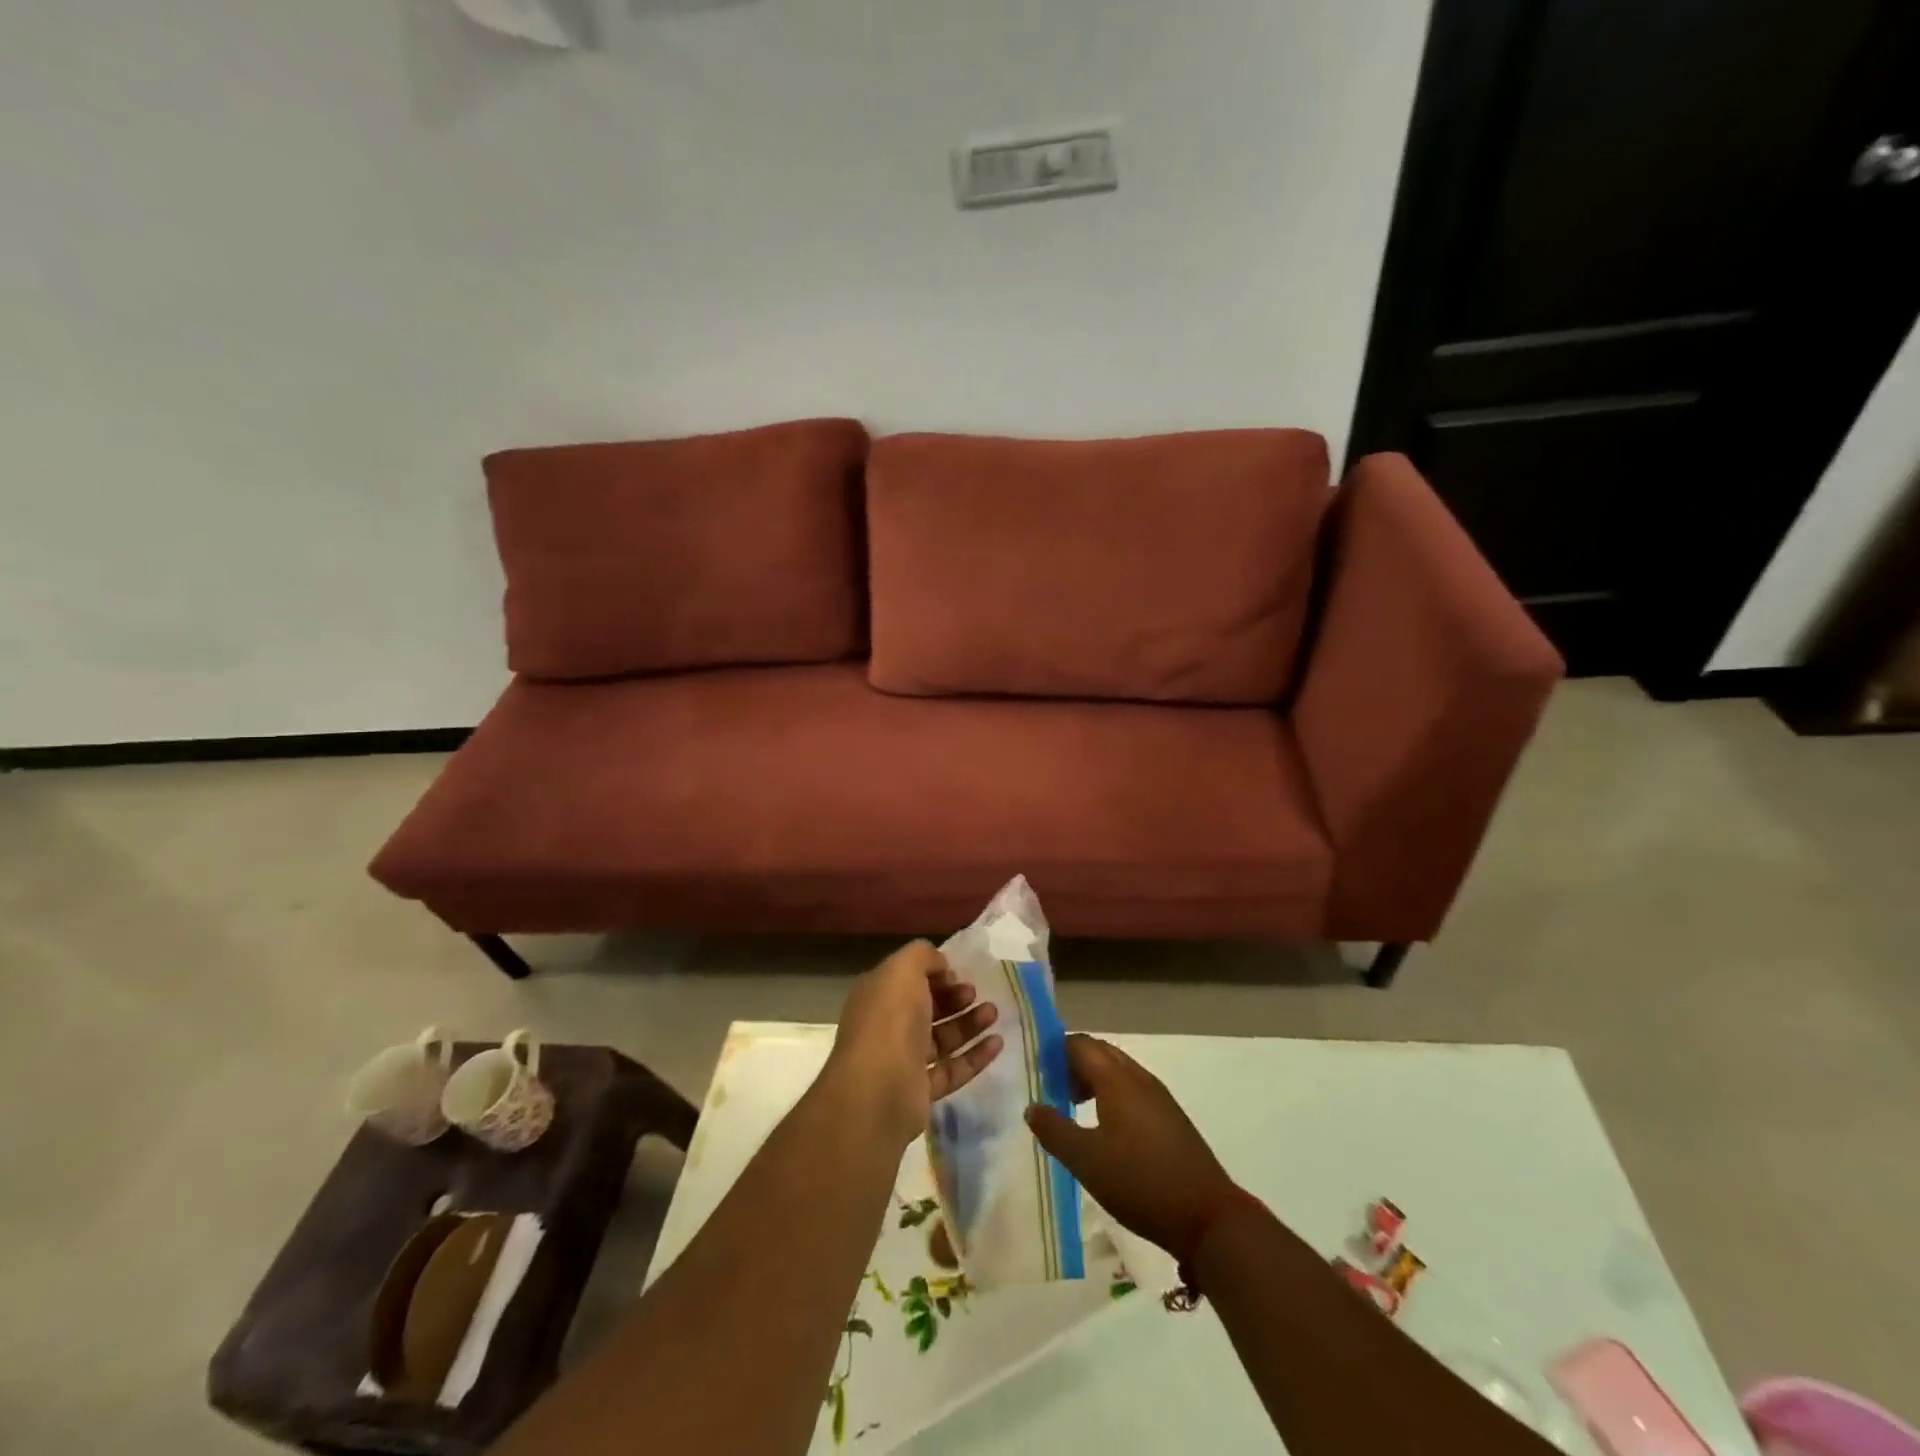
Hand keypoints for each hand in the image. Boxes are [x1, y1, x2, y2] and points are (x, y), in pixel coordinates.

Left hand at [824, 940, 1002, 1148]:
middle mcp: (887, 1026)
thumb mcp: (904, 969)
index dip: (933, 973)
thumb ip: (924, 956)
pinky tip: (997, 1044)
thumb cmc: (890, 1018)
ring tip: (994, 1013)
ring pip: (941, 1038)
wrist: (878, 1089)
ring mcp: (903, 1061)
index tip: (957, 973)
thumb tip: (941, 966)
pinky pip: (952, 1069)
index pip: (907, 979)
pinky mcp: (920, 1091)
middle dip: (953, 998)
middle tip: (975, 993)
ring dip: (968, 1024)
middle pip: (926, 1009)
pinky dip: (975, 1056)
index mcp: (878, 996)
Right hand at [1025, 1034, 1237, 1262]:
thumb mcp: (1086, 1161)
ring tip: (1071, 1106)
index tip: (1035, 1069)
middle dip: (1072, 1062)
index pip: (1080, 1044)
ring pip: (1118, 1071)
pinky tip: (1104, 1128)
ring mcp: (1159, 1097)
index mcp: (1117, 1079)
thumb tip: (1032, 1106)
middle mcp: (1139, 1078)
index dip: (1055, 1050)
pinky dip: (1111, 1094)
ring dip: (1092, 1078)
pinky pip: (1132, 1089)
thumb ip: (1054, 1130)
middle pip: (1100, 1053)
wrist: (1207, 1217)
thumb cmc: (1141, 1182)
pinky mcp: (1170, 1118)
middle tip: (1050, 1086)